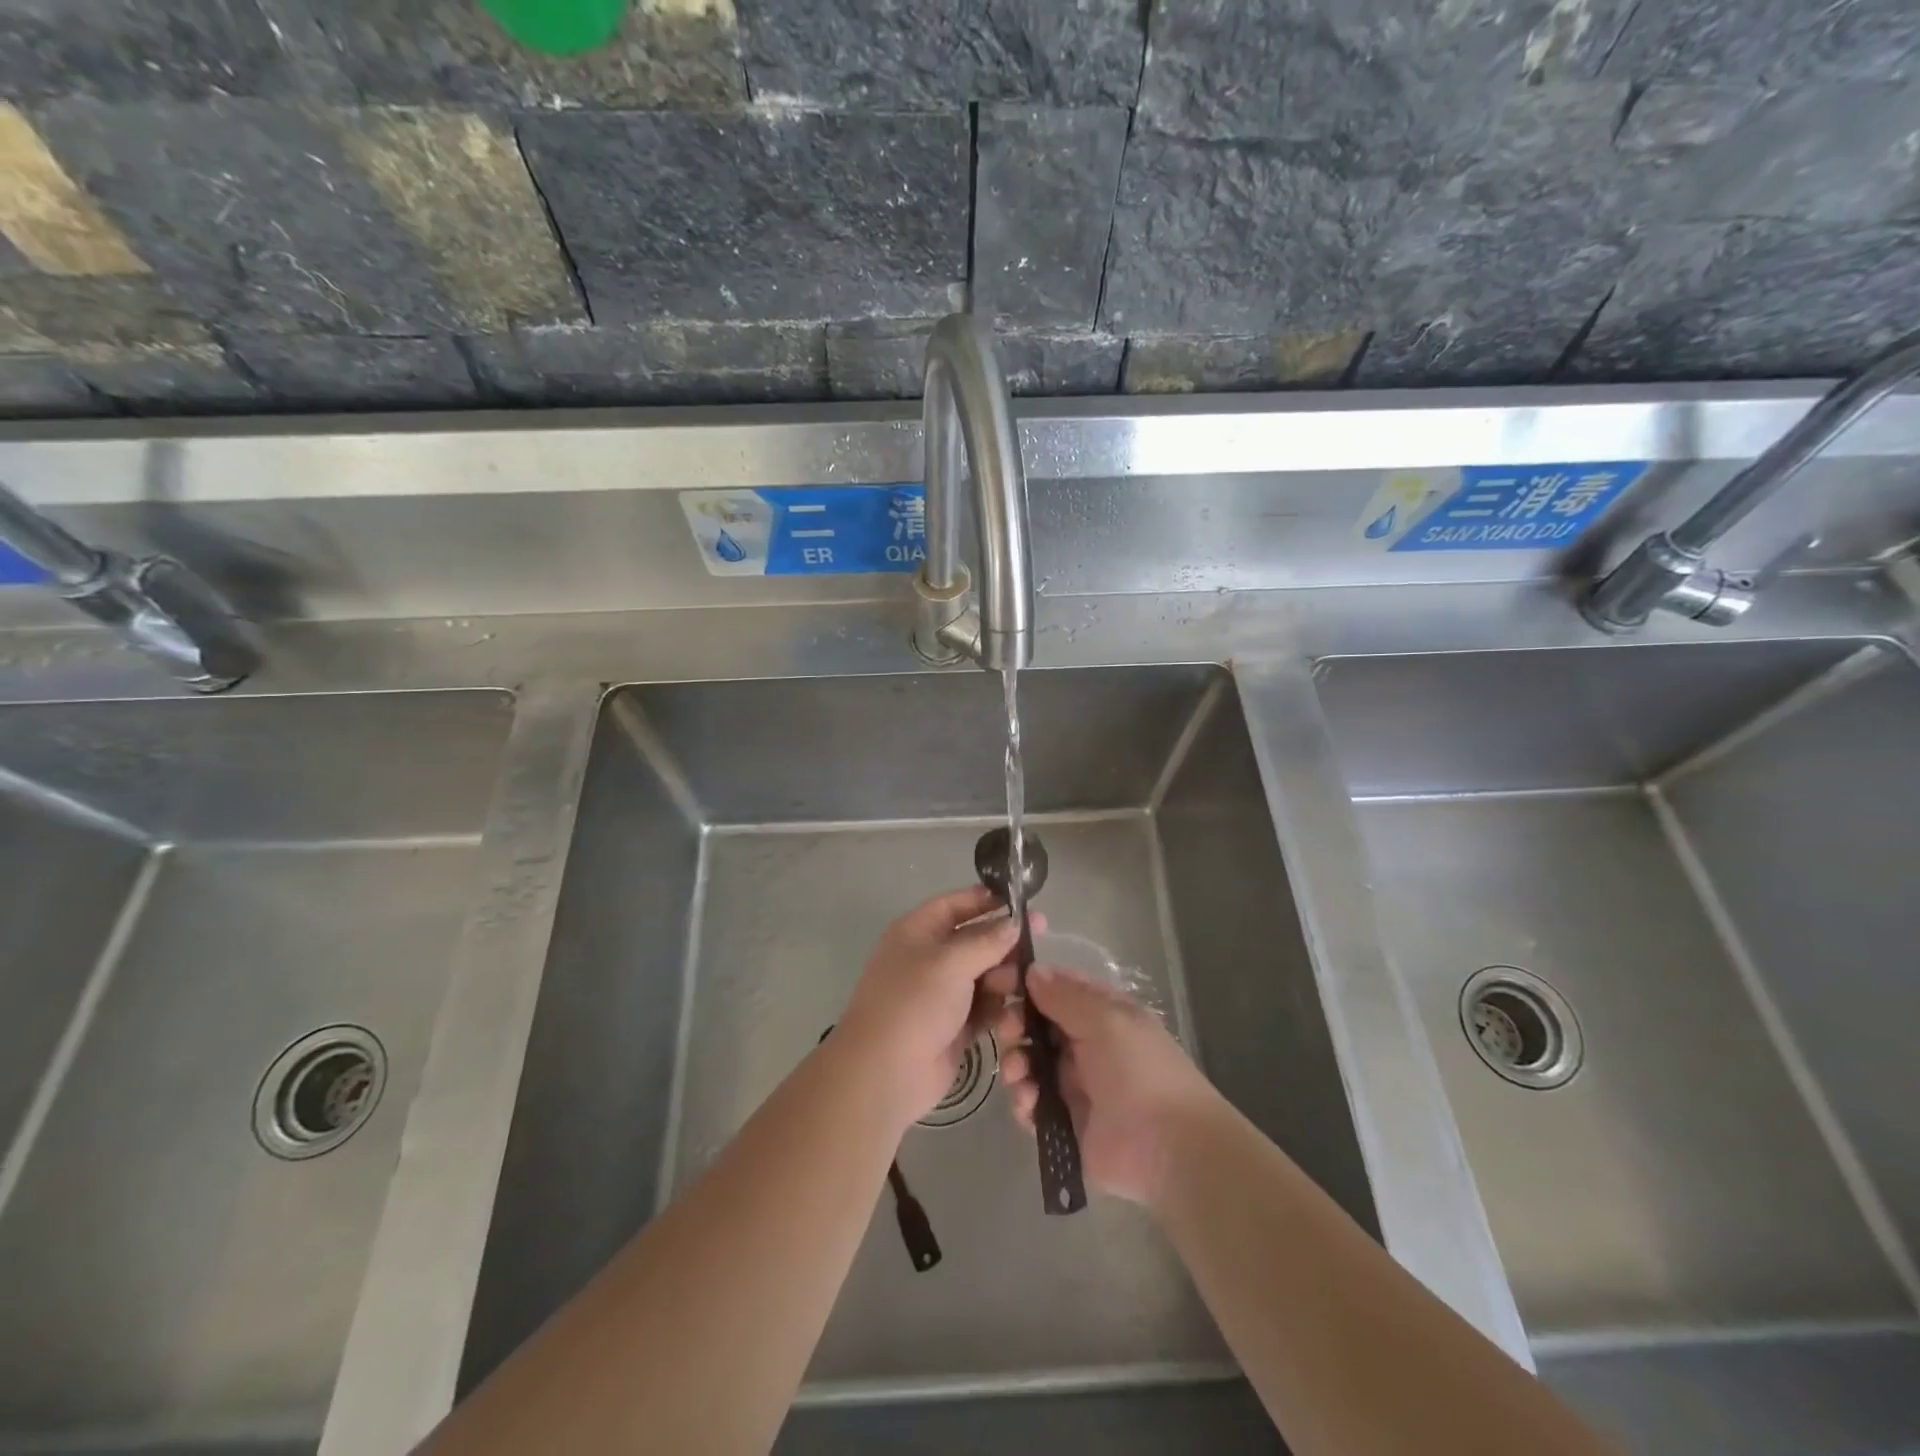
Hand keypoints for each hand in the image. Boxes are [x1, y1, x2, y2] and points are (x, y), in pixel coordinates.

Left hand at [838, 887, 1041, 1125]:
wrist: (885, 1073)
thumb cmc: (914, 1003)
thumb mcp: (951, 962)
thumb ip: (987, 940)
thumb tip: (1014, 923)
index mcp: (917, 931)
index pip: (956, 904)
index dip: (988, 901)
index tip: (1023, 904)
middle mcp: (929, 958)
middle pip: (976, 941)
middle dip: (1003, 946)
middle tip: (1034, 953)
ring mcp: (941, 994)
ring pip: (984, 976)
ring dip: (1004, 980)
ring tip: (1018, 989)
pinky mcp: (954, 1026)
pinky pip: (984, 1008)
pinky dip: (999, 1010)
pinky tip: (1015, 1015)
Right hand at [990, 964, 1220, 1207]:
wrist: (1169, 1148)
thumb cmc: (1140, 1070)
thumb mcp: (1106, 1020)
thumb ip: (1065, 996)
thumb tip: (1032, 970)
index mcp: (1101, 1013)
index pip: (1057, 987)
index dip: (1027, 982)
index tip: (997, 981)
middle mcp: (1084, 1044)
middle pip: (1036, 1024)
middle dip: (1016, 1024)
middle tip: (1009, 1030)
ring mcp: (1073, 1084)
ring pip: (1029, 1063)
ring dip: (1016, 1063)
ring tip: (1019, 1074)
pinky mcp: (1064, 1122)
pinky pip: (1032, 1104)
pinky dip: (1024, 1101)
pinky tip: (1029, 1104)